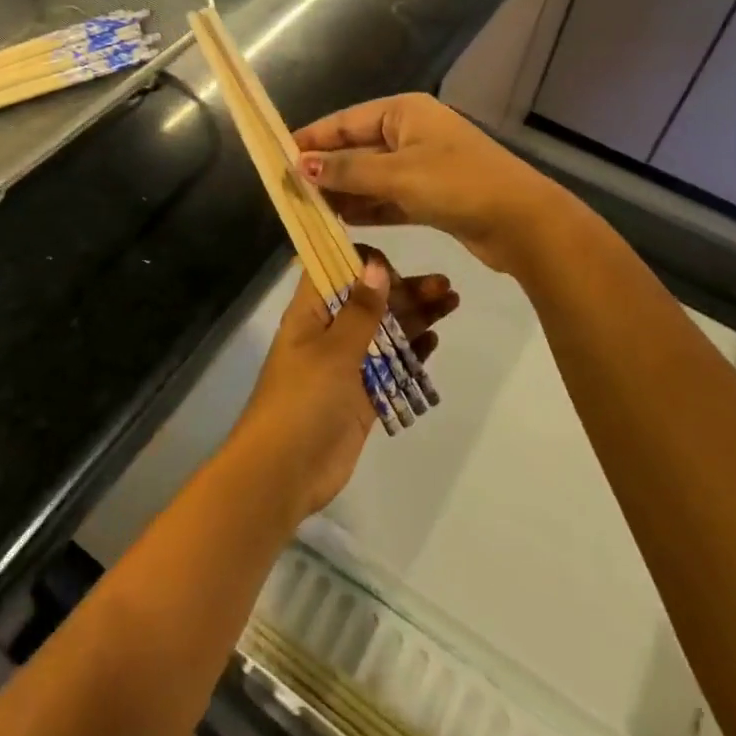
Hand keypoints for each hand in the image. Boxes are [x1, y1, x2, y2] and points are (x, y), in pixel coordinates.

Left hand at [226, 252, 458, 519]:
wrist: (284, 472)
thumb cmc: (303, 399)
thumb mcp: (333, 349)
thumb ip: (360, 310)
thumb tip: (375, 265)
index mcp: (310, 314)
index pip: (334, 271)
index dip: (362, 263)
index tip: (394, 264)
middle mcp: (328, 334)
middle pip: (369, 301)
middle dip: (404, 290)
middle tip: (443, 284)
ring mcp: (345, 366)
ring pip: (384, 332)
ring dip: (415, 316)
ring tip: (451, 302)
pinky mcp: (361, 398)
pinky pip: (389, 367)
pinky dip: (410, 353)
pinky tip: (434, 340)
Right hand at [293, 93, 569, 273]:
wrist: (521, 222)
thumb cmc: (456, 185)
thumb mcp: (396, 175)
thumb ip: (346, 172)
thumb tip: (299, 166)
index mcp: (404, 112)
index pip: (345, 121)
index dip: (311, 139)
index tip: (279, 157)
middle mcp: (411, 132)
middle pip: (356, 148)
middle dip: (325, 169)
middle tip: (288, 190)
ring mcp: (422, 164)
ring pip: (371, 175)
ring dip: (343, 191)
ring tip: (306, 208)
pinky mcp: (430, 195)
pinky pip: (388, 196)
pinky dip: (367, 206)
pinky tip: (339, 221)